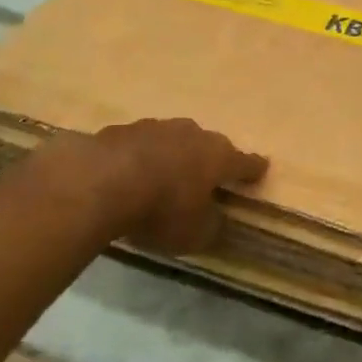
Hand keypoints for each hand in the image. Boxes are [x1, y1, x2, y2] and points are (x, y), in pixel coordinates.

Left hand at [91, 118, 268, 255]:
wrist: (99, 182)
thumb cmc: (161, 210)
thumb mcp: (194, 234)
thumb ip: (212, 227)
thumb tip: (217, 221)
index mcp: (218, 157)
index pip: (245, 162)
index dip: (254, 169)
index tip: (262, 168)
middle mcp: (192, 134)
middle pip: (208, 146)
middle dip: (210, 160)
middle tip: (207, 177)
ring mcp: (155, 127)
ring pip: (172, 141)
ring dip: (173, 156)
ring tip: (165, 175)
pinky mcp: (121, 130)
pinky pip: (139, 146)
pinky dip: (139, 158)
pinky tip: (128, 175)